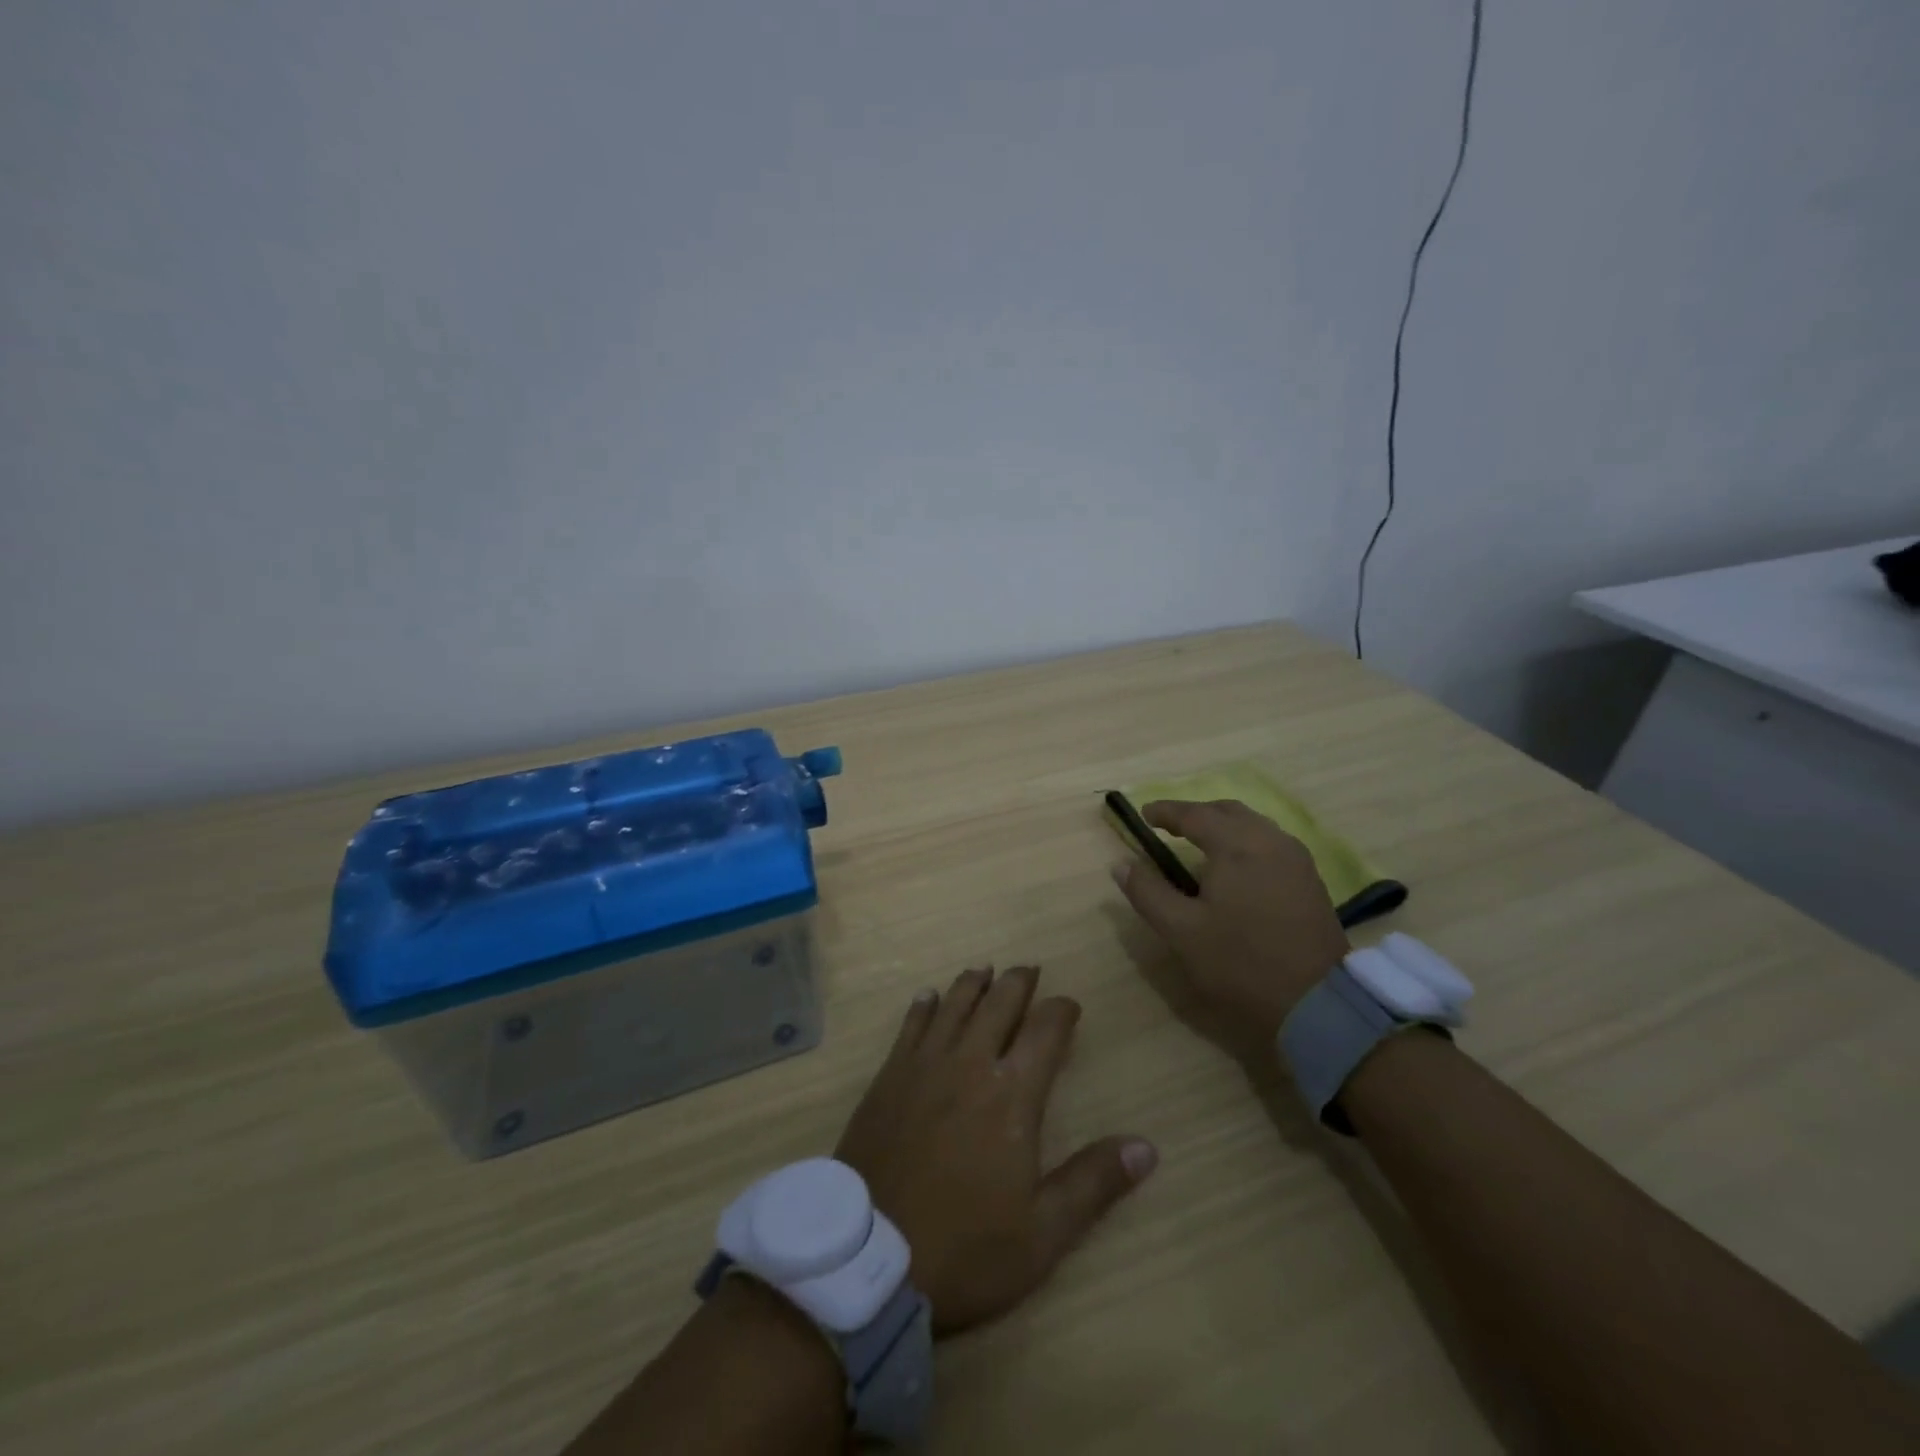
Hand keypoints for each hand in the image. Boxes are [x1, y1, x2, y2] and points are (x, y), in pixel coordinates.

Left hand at [834, 965, 1157, 1335]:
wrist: (868, 1257)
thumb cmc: (965, 1247)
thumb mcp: (1042, 1233)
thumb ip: (1093, 1182)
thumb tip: (1147, 1147)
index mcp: (1012, 1094)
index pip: (1045, 1031)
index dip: (1061, 1010)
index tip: (1070, 1005)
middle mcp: (969, 1063)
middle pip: (999, 1003)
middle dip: (1018, 982)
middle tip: (1029, 970)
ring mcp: (924, 1065)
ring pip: (954, 1004)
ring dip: (974, 983)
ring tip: (986, 970)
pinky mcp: (889, 1076)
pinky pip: (911, 1025)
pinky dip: (925, 1005)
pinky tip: (929, 996)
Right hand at [1110, 799, 1349, 1051]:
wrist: (1318, 1002)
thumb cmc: (1241, 963)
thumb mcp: (1181, 931)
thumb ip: (1148, 892)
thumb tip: (1121, 864)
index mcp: (1236, 846)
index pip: (1194, 814)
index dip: (1165, 811)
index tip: (1143, 814)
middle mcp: (1269, 840)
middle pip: (1228, 811)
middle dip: (1196, 813)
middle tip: (1170, 826)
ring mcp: (1295, 859)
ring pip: (1253, 824)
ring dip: (1223, 825)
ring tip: (1200, 843)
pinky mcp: (1310, 879)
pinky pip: (1271, 842)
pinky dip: (1245, 840)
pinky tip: (1237, 865)